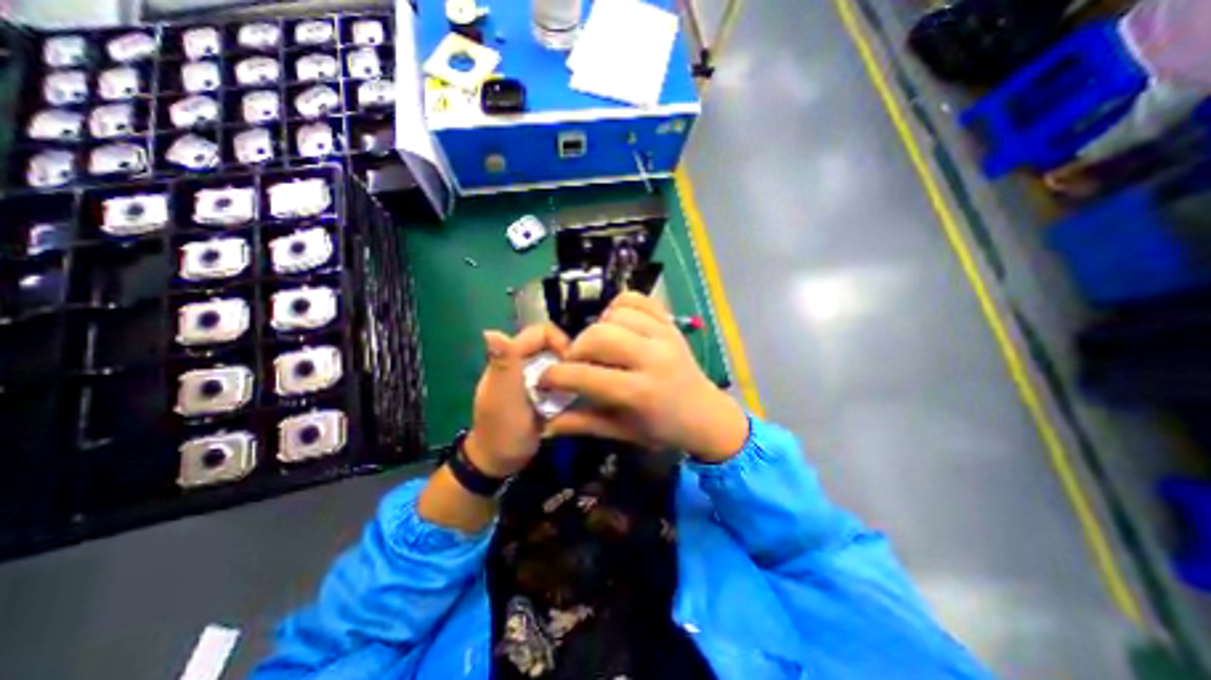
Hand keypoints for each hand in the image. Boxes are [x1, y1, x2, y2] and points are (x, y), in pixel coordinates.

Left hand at [468, 324, 574, 478]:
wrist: (500, 460)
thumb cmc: (502, 427)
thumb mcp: (503, 395)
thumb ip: (503, 363)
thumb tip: (489, 331)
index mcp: (510, 357)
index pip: (541, 332)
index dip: (560, 341)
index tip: (573, 362)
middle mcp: (522, 361)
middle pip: (551, 344)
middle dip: (567, 356)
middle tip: (577, 375)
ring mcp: (532, 376)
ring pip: (557, 360)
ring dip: (568, 370)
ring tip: (577, 386)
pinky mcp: (540, 390)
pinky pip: (559, 377)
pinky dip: (567, 382)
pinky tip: (572, 395)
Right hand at [540, 291, 749, 461]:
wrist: (705, 414)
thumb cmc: (663, 429)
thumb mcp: (622, 432)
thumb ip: (583, 423)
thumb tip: (546, 422)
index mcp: (640, 393)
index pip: (586, 375)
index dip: (556, 376)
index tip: (545, 379)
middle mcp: (653, 358)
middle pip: (599, 336)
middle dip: (576, 349)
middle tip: (576, 363)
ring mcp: (664, 335)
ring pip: (615, 313)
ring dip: (598, 328)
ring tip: (599, 346)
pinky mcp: (670, 323)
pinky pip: (637, 299)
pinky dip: (619, 306)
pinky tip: (616, 324)